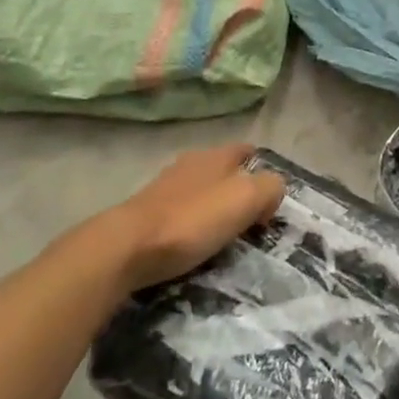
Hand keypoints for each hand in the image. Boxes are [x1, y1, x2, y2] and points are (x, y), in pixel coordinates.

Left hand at [108, 145, 286, 290]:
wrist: (126, 248)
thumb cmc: (192, 220)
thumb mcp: (245, 198)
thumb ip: (269, 187)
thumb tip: (271, 193)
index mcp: (215, 155)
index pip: (247, 150)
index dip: (263, 168)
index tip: (272, 198)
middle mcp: (190, 164)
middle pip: (224, 171)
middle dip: (239, 190)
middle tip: (254, 221)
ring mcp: (165, 188)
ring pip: (201, 192)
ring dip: (215, 209)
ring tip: (226, 237)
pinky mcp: (146, 214)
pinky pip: (181, 214)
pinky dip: (193, 226)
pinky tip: (195, 245)